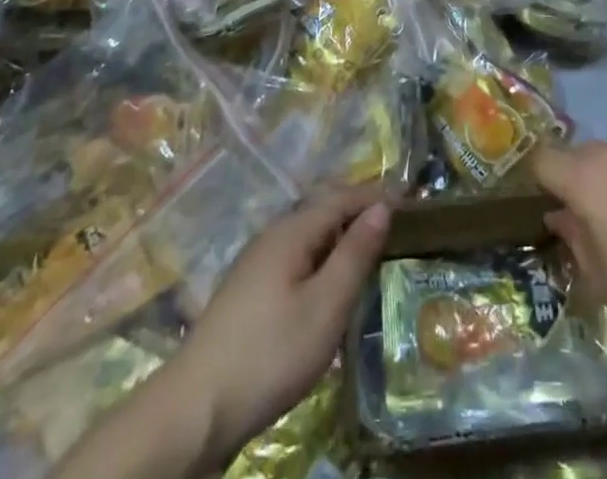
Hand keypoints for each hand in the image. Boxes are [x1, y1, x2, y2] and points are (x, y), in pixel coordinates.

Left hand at [172, 188, 389, 463]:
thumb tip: (381, 208)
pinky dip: (323, 257)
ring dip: (341, 235)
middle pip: (324, 210)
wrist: (195, 410)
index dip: (377, 195)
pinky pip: (297, 258)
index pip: (343, 197)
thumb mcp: (325, 305)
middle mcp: (273, 236)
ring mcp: (257, 264)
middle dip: (359, 211)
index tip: (412, 200)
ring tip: (371, 250)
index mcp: (292, 230)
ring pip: (309, 235)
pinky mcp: (249, 293)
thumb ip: (355, 253)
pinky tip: (330, 282)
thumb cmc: (270, 352)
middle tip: (396, 222)